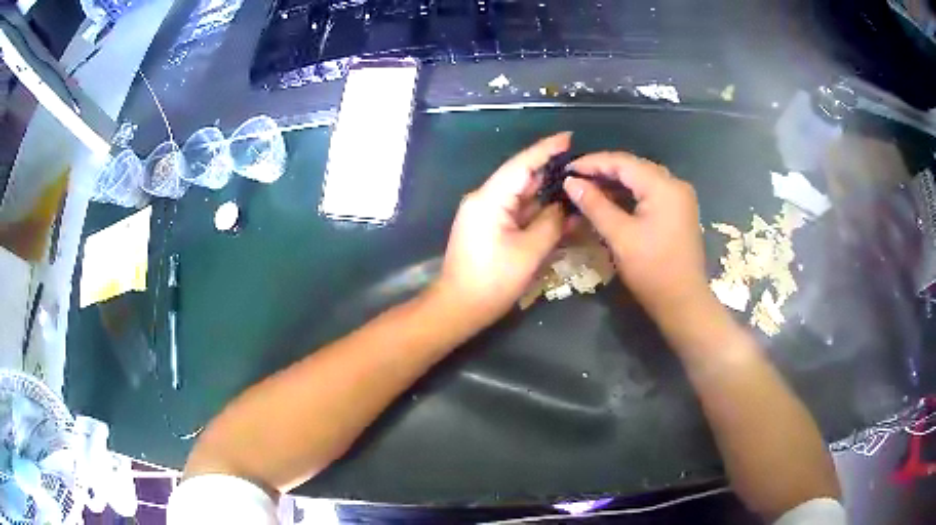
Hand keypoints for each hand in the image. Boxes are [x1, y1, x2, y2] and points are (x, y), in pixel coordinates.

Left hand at [434, 133, 570, 327]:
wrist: (458, 308)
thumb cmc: (492, 281)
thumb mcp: (529, 252)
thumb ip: (551, 223)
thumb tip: (565, 206)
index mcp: (489, 199)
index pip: (522, 164)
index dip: (546, 149)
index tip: (569, 137)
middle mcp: (484, 199)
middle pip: (521, 177)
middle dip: (550, 171)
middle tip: (581, 166)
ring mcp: (484, 213)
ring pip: (520, 196)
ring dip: (545, 193)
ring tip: (575, 186)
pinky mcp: (487, 227)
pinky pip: (515, 212)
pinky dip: (535, 211)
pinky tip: (558, 211)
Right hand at [563, 152, 709, 320]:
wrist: (683, 302)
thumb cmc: (652, 270)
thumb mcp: (620, 237)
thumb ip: (595, 205)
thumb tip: (571, 182)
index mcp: (664, 187)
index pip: (623, 162)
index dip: (593, 162)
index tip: (567, 169)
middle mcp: (675, 185)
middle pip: (634, 167)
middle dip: (603, 170)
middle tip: (574, 179)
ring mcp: (679, 198)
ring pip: (641, 180)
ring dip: (615, 183)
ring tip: (587, 188)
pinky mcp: (678, 211)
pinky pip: (649, 193)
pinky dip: (629, 195)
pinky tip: (609, 200)